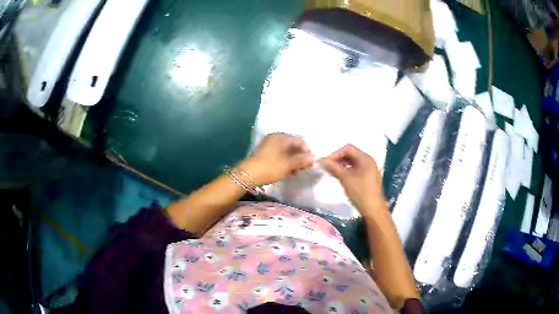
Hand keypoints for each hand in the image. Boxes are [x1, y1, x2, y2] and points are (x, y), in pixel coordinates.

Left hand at [240, 133, 313, 185]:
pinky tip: (288, 171)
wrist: (248, 175)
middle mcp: (275, 137)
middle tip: (305, 168)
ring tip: (297, 171)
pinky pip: (279, 154)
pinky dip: (285, 161)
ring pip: (286, 151)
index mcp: (282, 136)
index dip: (308, 151)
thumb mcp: (289, 165)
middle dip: (301, 156)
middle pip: (293, 145)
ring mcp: (269, 144)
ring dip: (293, 160)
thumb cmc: (270, 167)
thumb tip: (314, 158)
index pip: (300, 141)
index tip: (312, 163)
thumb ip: (302, 160)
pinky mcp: (264, 153)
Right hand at [319, 144, 384, 215]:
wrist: (373, 210)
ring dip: (342, 165)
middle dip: (338, 159)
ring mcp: (370, 169)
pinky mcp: (369, 178)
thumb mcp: (345, 178)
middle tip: (328, 167)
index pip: (348, 148)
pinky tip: (341, 178)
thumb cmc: (360, 192)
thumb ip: (333, 167)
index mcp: (365, 158)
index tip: (326, 162)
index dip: (336, 153)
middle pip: (351, 154)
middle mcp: (369, 161)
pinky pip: (357, 169)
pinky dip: (347, 171)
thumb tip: (321, 159)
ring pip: (353, 162)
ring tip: (332, 172)